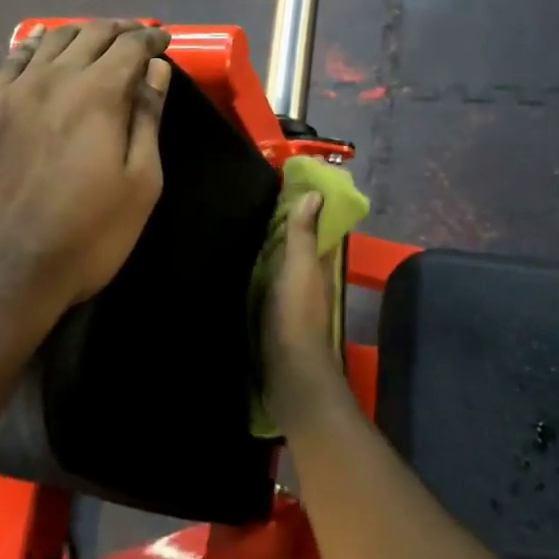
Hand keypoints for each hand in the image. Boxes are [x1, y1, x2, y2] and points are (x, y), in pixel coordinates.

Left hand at [0, 21, 171, 346]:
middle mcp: (53, 79)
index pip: (130, 46)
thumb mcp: (139, 185)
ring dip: (78, 33)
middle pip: (90, 35)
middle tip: (135, 36)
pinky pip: (10, 60)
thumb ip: (146, 119)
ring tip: (94, 38)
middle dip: (118, 30)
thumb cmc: (83, 236)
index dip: (150, 38)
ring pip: (49, 41)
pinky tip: (39, 44)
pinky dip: (33, 45)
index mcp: (97, 94)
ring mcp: (11, 92)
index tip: (163, 40)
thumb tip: (155, 70)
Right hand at [264, 192, 352, 432]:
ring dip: (270, 249)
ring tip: (242, 226)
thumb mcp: (299, 267)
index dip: (306, 208)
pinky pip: (268, 285)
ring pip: (283, 266)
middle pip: (299, 247)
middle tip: (255, 202)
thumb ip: (304, 233)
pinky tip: (239, 265)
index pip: (317, 228)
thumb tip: (315, 193)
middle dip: (284, 227)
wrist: (288, 372)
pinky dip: (259, 271)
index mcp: (319, 266)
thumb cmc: (297, 314)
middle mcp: (310, 281)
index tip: (286, 186)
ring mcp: (293, 301)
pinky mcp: (274, 317)